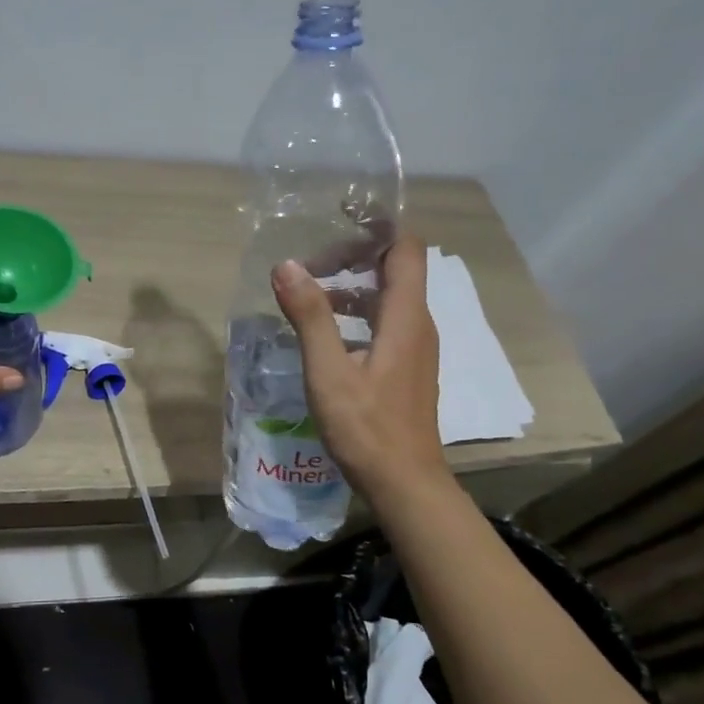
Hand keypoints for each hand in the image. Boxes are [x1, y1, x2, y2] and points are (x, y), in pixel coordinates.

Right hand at [270, 234, 446, 501]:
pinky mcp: (408, 369)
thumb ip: (310, 317)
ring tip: (308, 299)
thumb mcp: (329, 372)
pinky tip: (325, 337)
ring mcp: (416, 349)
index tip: (338, 219)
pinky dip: (356, 316)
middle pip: (394, 270)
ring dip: (350, 289)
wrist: (405, 484)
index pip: (404, 249)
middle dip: (352, 258)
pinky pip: (385, 324)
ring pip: (387, 300)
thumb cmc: (367, 428)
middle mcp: (418, 325)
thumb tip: (285, 266)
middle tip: (308, 267)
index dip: (376, 227)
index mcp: (405, 317)